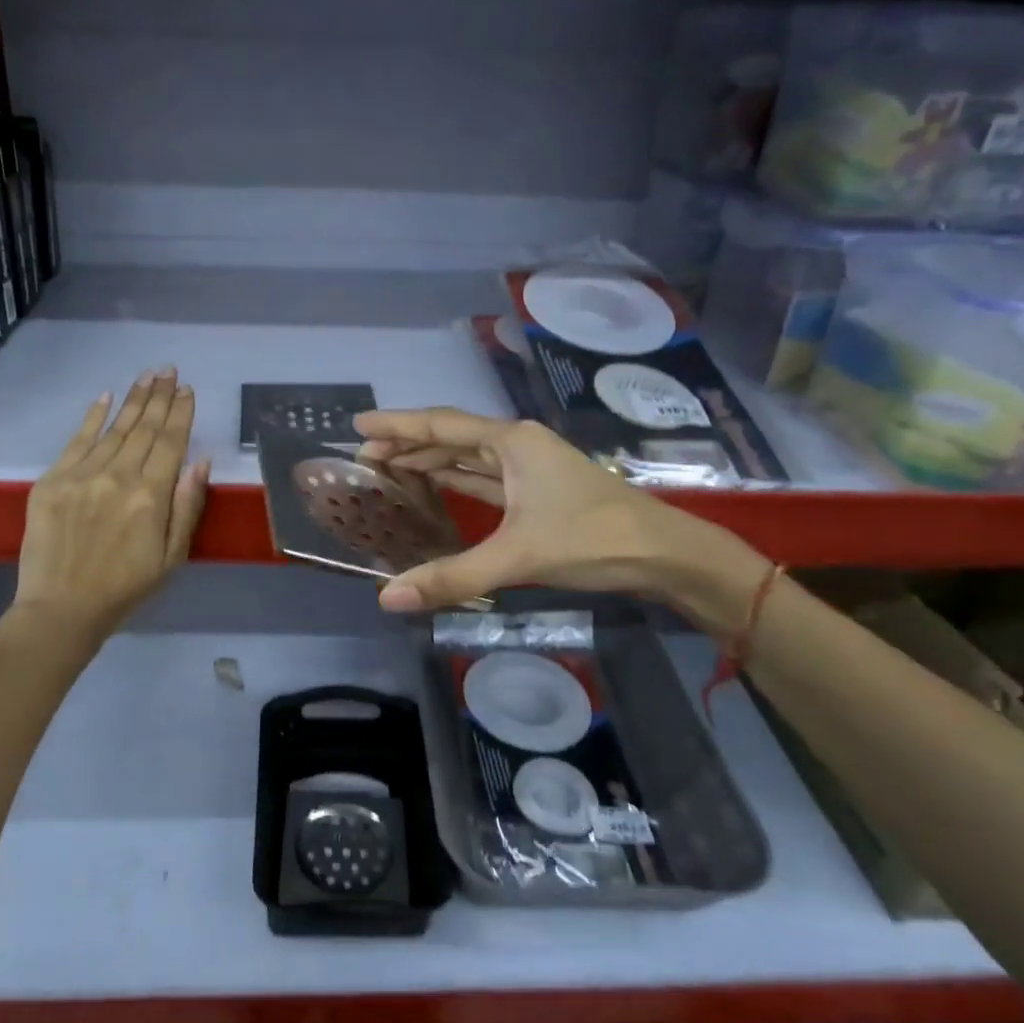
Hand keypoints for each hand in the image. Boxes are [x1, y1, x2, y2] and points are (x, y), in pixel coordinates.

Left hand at [13, 367, 209, 636]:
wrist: (61, 609)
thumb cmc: (125, 588)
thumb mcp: (172, 557)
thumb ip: (187, 506)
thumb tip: (201, 462)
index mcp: (151, 496)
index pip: (170, 442)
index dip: (180, 414)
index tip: (187, 389)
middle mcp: (117, 476)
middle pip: (144, 428)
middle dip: (159, 396)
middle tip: (168, 369)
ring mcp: (81, 475)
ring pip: (114, 428)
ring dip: (133, 399)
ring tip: (147, 376)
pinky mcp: (52, 481)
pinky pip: (76, 440)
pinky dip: (92, 416)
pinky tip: (105, 396)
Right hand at [354, 408, 764, 625]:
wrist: (665, 554)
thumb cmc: (593, 539)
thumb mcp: (518, 556)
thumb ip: (452, 576)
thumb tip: (388, 599)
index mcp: (512, 442)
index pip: (441, 427)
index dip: (397, 425)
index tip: (358, 423)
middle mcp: (518, 446)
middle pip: (451, 438)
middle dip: (408, 444)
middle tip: (364, 455)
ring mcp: (531, 468)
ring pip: (468, 459)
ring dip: (430, 461)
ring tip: (389, 467)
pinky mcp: (538, 493)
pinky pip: (485, 479)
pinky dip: (456, 482)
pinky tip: (437, 487)